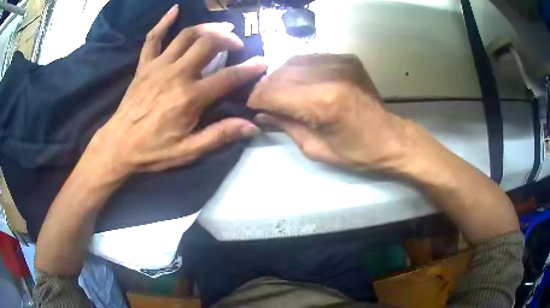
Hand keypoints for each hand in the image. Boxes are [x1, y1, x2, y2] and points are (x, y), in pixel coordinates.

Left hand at [89, 5, 265, 175]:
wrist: (118, 145)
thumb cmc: (153, 150)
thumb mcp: (188, 151)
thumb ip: (219, 136)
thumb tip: (251, 127)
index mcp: (189, 97)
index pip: (227, 77)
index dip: (248, 69)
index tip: (262, 62)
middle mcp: (176, 74)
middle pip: (208, 44)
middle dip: (227, 39)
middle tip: (237, 44)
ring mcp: (158, 66)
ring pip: (186, 36)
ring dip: (207, 27)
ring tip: (221, 28)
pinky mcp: (144, 66)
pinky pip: (153, 38)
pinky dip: (163, 22)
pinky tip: (174, 10)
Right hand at [248, 54, 414, 171]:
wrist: (390, 138)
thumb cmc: (356, 152)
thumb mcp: (316, 149)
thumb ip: (285, 125)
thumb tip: (261, 113)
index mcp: (323, 103)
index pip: (273, 92)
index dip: (256, 99)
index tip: (251, 107)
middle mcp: (331, 75)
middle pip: (281, 73)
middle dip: (266, 87)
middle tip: (264, 101)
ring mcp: (341, 62)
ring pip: (293, 62)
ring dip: (281, 77)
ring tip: (281, 92)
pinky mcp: (347, 59)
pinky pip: (310, 58)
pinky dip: (299, 70)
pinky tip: (300, 83)